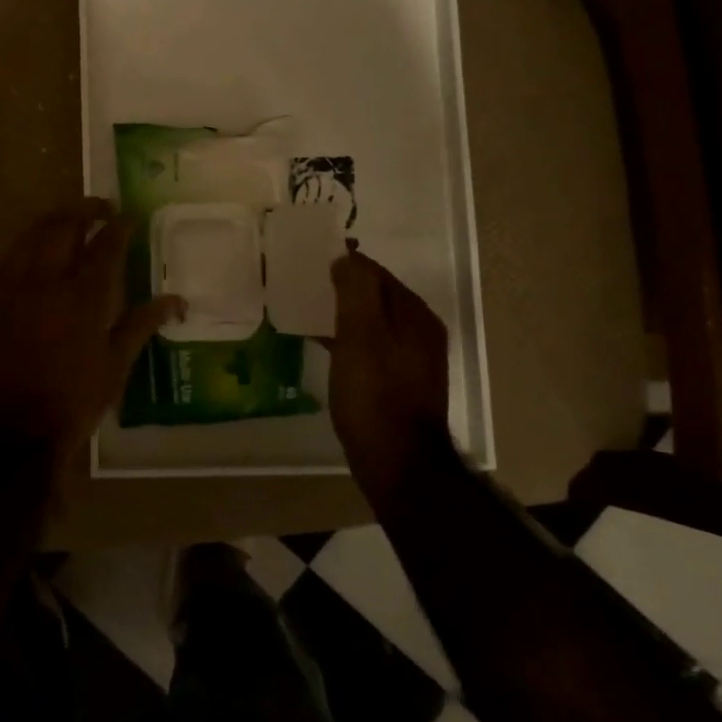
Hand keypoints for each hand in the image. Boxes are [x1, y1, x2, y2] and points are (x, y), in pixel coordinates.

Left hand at [0, 198, 183, 463]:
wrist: (8, 428)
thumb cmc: (70, 402)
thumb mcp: (115, 367)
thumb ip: (142, 325)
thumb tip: (176, 299)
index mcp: (83, 296)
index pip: (106, 245)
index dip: (120, 226)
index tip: (129, 216)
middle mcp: (47, 280)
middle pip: (64, 226)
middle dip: (85, 209)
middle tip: (102, 208)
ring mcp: (13, 286)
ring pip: (32, 234)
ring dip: (54, 219)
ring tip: (70, 219)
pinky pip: (9, 255)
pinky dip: (28, 242)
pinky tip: (36, 248)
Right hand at [328, 250, 452, 501]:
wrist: (397, 463)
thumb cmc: (375, 395)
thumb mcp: (361, 336)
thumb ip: (356, 291)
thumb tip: (346, 257)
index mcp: (414, 315)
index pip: (375, 272)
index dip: (343, 263)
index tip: (308, 262)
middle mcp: (419, 331)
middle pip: (375, 295)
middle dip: (341, 286)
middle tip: (302, 283)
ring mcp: (410, 359)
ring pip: (371, 321)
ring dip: (341, 312)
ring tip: (305, 310)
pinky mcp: (397, 382)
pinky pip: (368, 345)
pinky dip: (346, 337)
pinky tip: (322, 343)